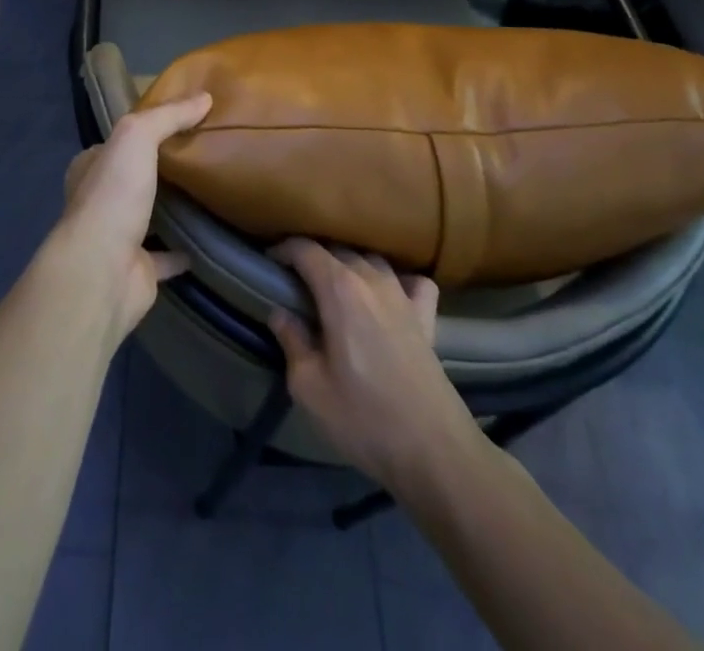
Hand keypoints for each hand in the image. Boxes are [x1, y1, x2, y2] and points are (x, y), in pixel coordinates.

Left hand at [56, 93, 211, 338]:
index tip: (179, 124)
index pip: (116, 143)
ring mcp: (118, 238)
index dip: (144, 132)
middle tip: (203, 155)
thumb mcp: (136, 137)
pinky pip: (168, 255)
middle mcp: (100, 202)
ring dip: (173, 209)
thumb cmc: (112, 197)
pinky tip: (212, 238)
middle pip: (134, 179)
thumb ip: (167, 116)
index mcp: (90, 169)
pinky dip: (186, 249)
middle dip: (160, 170)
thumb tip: (205, 97)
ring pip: (150, 216)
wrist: (103, 272)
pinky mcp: (139, 270)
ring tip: (212, 191)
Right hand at [268, 240, 479, 488]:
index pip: (305, 249)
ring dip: (350, 265)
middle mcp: (372, 279)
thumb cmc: (364, 418)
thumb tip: (280, 313)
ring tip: (336, 288)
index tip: (269, 264)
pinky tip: (390, 296)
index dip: (282, 250)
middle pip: (337, 250)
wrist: (434, 453)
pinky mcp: (428, 318)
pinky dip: (398, 280)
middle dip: (313, 258)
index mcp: (339, 288)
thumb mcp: (309, 386)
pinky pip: (413, 282)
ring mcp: (404, 296)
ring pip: (371, 260)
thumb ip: (291, 341)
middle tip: (295, 282)